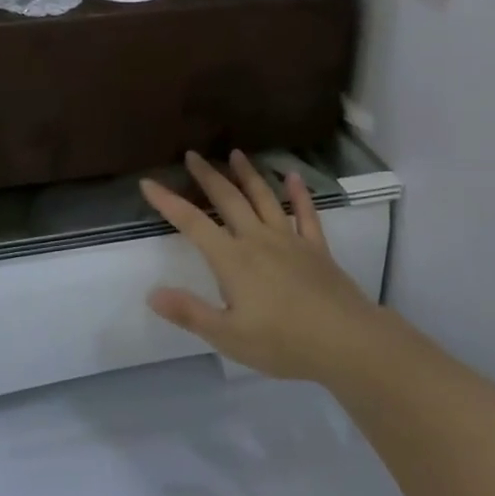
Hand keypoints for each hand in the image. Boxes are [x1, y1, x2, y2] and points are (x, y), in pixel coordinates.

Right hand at [142, 150, 384, 381]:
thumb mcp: (228, 336)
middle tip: (192, 154)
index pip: (193, 223)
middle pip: (228, 199)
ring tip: (235, 153)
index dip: (168, 202)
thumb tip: (152, 293)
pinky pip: (306, 214)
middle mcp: (257, 239)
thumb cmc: (283, 342)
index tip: (148, 183)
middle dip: (208, 176)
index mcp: (232, 259)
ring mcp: (290, 239)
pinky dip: (299, 193)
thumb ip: (189, 313)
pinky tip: (293, 176)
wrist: (346, 340)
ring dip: (248, 174)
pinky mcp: (316, 247)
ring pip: (263, 198)